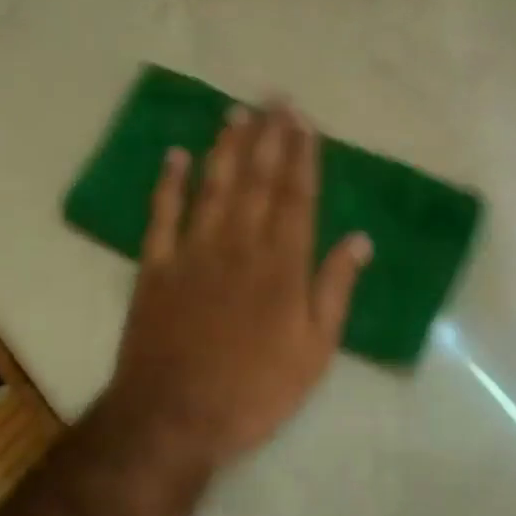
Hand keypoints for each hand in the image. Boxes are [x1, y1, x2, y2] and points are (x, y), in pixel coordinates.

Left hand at [105, 101, 371, 469]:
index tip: (306, 124)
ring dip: (226, 148)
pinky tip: (176, 155)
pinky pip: (161, 214)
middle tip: (275, 99)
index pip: (297, 198)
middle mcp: (240, 246)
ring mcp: (193, 252)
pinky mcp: (155, 268)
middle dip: (269, 138)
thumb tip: (359, 240)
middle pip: (257, 181)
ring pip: (213, 187)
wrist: (176, 416)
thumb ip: (335, 290)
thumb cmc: (256, 390)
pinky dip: (168, 183)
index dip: (303, 158)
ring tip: (237, 113)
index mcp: (283, 266)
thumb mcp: (315, 351)